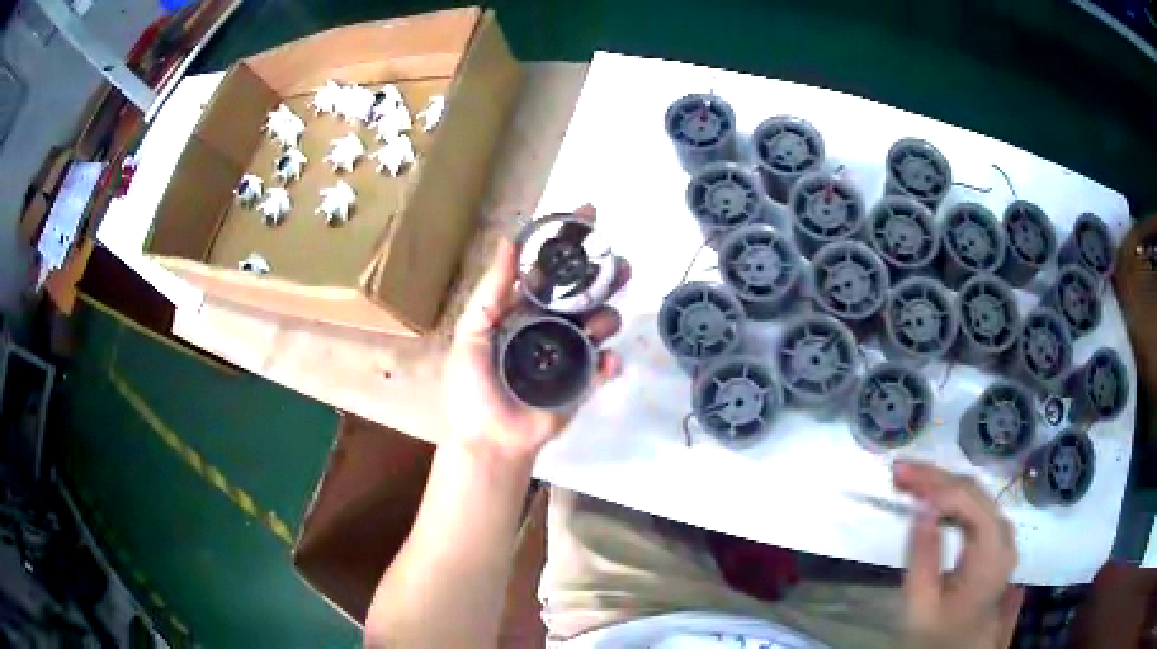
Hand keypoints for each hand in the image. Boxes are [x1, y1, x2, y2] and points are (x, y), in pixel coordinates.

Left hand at [443, 205, 629, 461]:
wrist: (490, 440)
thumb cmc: (473, 388)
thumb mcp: (473, 333)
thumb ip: (492, 290)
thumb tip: (508, 240)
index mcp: (521, 311)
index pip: (548, 269)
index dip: (568, 242)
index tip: (589, 215)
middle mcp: (549, 326)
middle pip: (584, 292)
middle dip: (605, 275)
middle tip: (620, 266)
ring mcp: (570, 354)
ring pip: (601, 323)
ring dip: (608, 318)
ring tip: (598, 326)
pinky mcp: (584, 382)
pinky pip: (606, 366)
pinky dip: (612, 362)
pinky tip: (606, 362)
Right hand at [893, 462, 1023, 648]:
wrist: (959, 644)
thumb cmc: (937, 629)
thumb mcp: (922, 603)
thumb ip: (923, 556)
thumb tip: (921, 507)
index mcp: (992, 555)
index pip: (972, 503)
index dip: (939, 487)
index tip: (903, 480)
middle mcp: (1004, 535)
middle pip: (975, 492)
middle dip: (936, 478)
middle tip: (899, 471)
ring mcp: (1002, 533)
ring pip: (974, 494)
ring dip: (941, 484)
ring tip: (908, 479)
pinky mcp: (994, 536)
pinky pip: (974, 505)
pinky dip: (950, 497)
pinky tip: (929, 497)